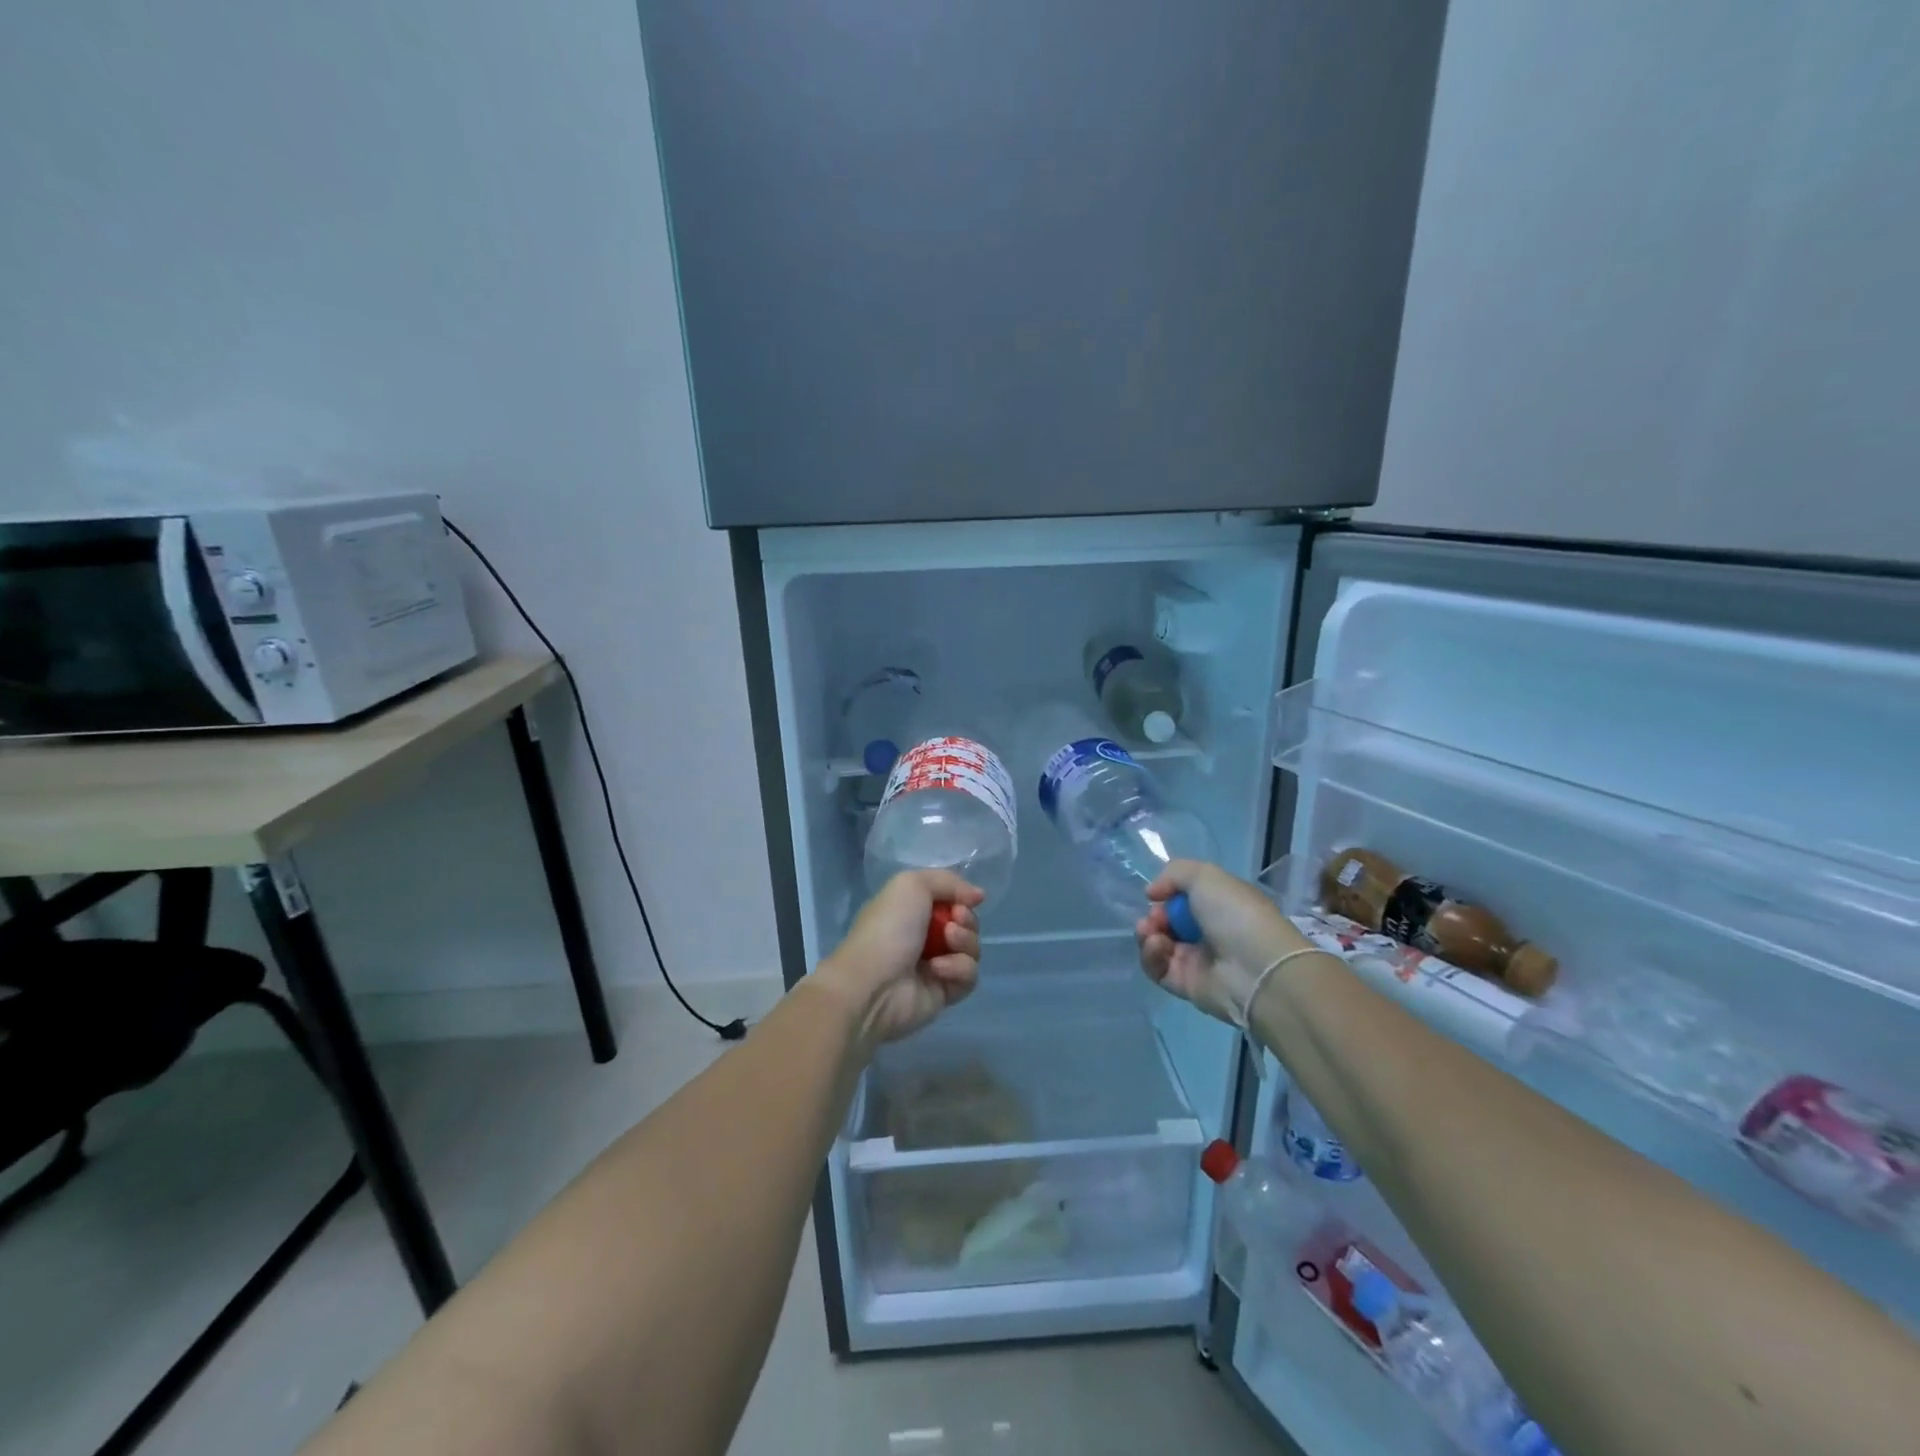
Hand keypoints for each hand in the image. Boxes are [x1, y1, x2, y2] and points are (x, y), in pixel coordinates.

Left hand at [819, 870, 984, 1046]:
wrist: (874, 984)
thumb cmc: (889, 928)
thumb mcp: (911, 885)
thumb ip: (948, 881)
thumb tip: (978, 895)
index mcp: (912, 910)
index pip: (951, 899)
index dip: (961, 898)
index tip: (964, 901)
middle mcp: (924, 935)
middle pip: (966, 923)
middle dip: (967, 920)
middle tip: (954, 922)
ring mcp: (936, 964)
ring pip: (972, 949)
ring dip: (964, 942)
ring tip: (946, 944)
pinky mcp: (944, 992)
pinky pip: (969, 976)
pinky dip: (958, 970)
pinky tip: (937, 970)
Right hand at [1135, 860, 1298, 1025]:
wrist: (1256, 969)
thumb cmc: (1235, 915)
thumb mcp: (1206, 876)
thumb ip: (1173, 873)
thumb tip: (1152, 893)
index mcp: (1219, 906)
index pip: (1183, 898)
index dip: (1166, 895)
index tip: (1157, 895)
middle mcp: (1208, 932)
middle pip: (1167, 921)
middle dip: (1154, 916)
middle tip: (1154, 919)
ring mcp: (1196, 960)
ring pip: (1158, 944)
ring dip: (1147, 934)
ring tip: (1151, 932)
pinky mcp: (1185, 985)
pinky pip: (1157, 968)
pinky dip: (1151, 955)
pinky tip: (1157, 946)